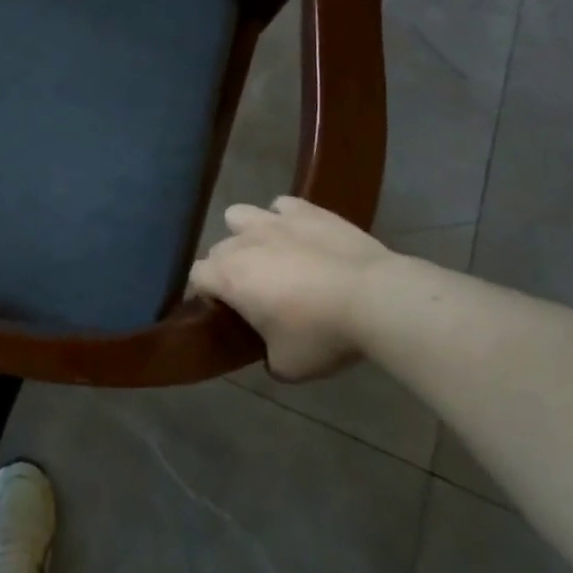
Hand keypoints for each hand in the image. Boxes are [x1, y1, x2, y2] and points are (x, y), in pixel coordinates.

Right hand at [189, 196, 393, 381]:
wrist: (376, 298)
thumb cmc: (322, 334)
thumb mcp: (288, 366)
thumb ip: (267, 357)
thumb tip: (269, 354)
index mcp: (228, 277)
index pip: (196, 277)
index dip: (205, 295)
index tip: (225, 313)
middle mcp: (243, 242)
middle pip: (219, 250)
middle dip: (228, 269)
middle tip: (254, 294)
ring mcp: (274, 221)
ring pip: (240, 215)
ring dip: (247, 234)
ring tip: (270, 255)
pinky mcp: (308, 210)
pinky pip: (282, 206)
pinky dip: (285, 220)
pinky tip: (301, 237)